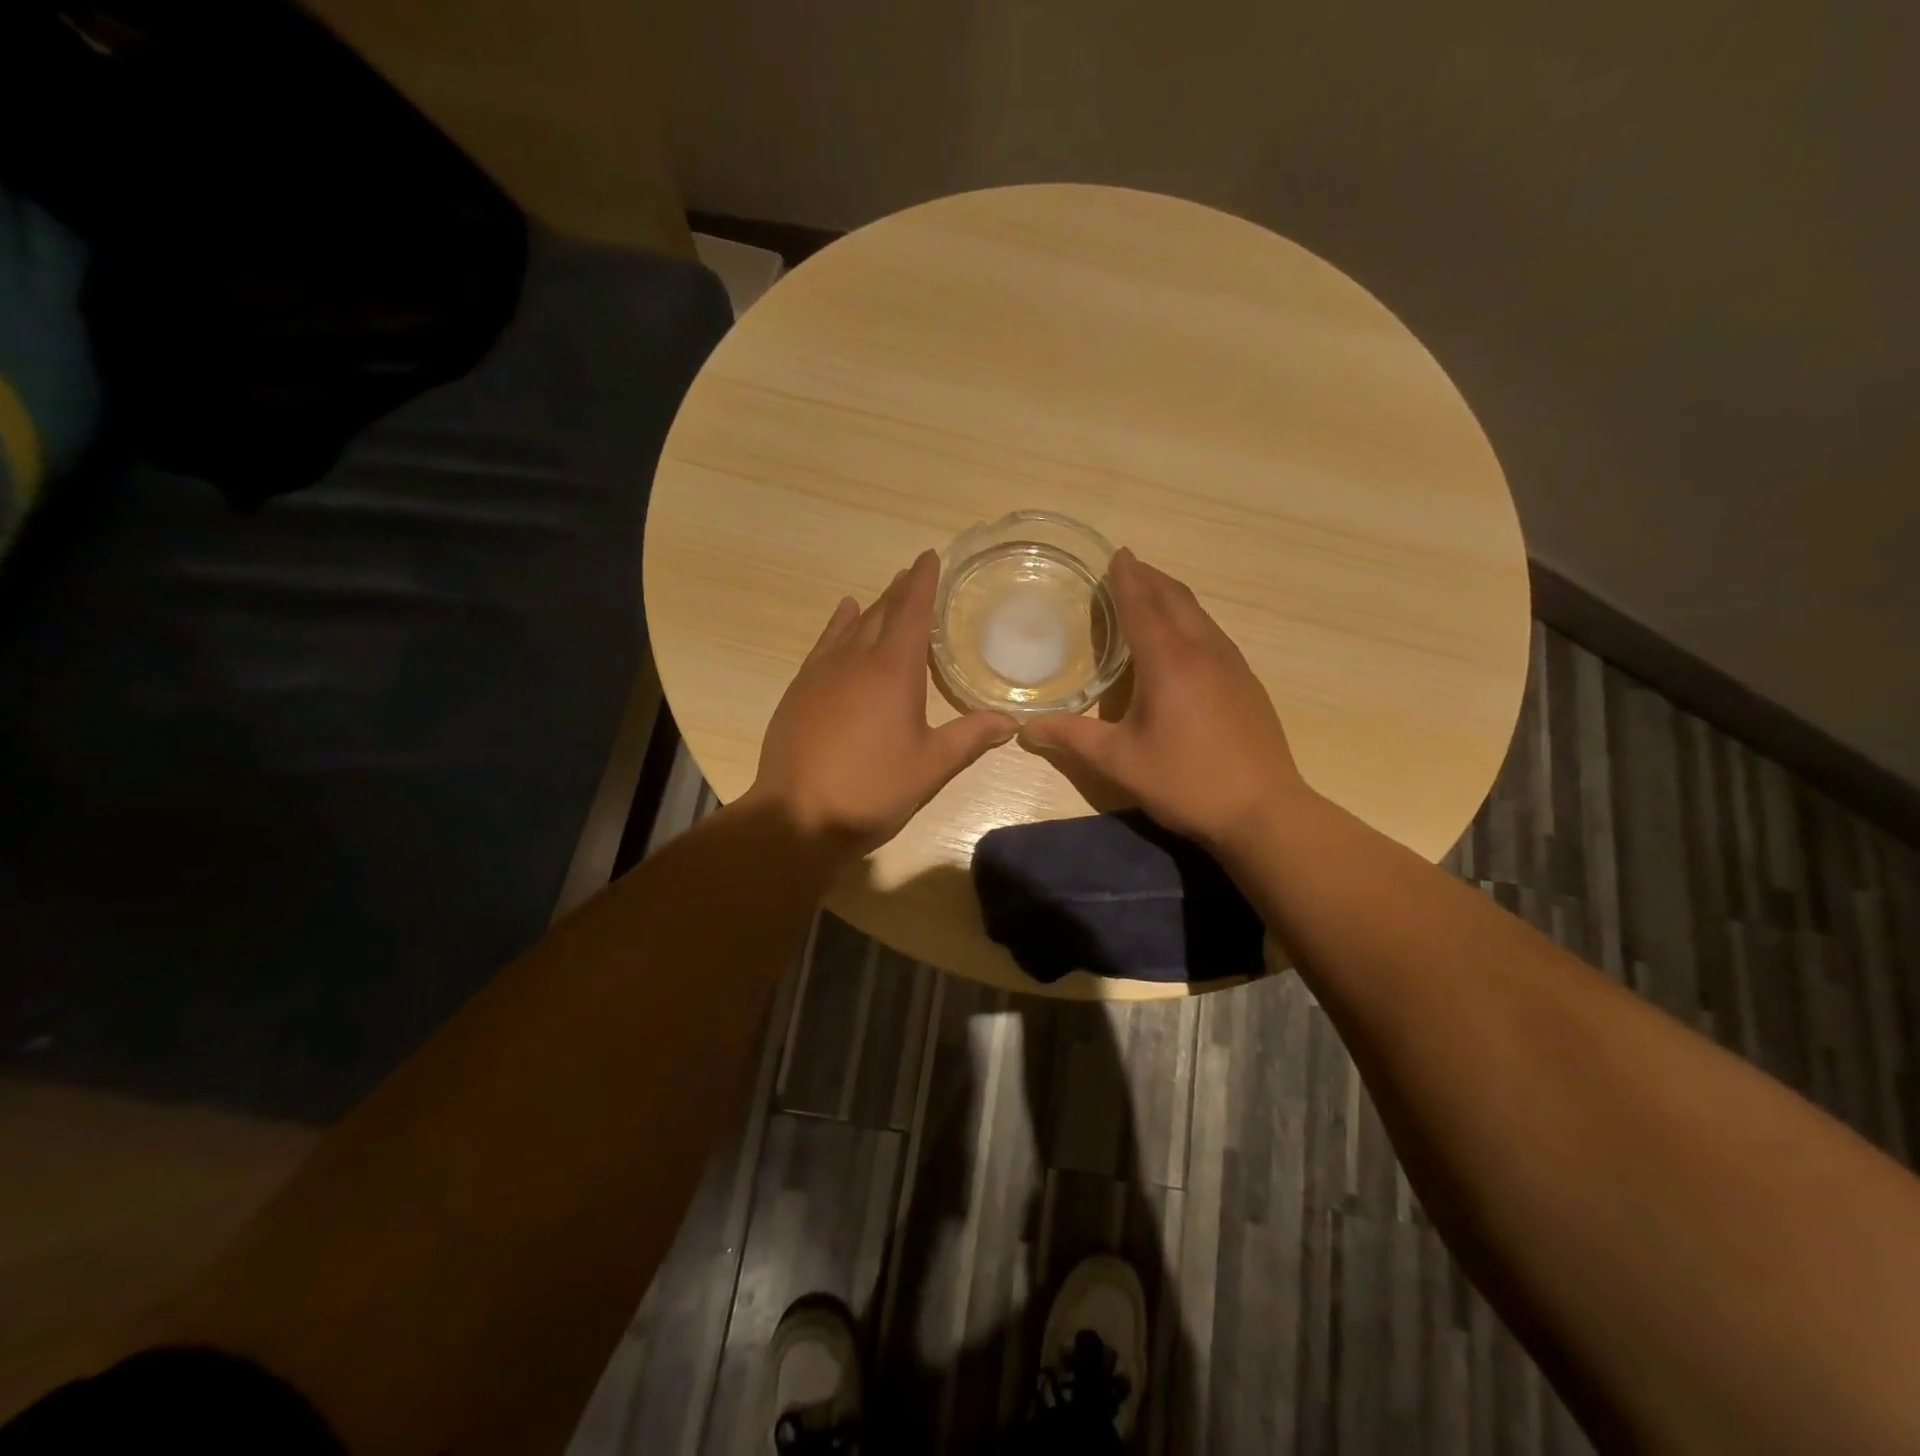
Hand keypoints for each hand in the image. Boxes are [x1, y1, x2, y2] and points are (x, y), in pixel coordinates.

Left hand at [747, 550, 1016, 859]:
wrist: (798, 815)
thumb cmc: (872, 788)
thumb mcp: (930, 766)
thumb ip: (970, 738)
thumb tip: (1012, 721)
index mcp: (894, 670)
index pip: (912, 611)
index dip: (923, 582)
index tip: (929, 556)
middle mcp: (856, 659)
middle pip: (882, 613)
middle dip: (900, 591)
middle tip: (914, 573)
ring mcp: (822, 672)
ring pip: (851, 626)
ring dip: (872, 607)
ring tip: (885, 593)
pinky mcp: (800, 689)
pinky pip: (824, 644)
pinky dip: (838, 625)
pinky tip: (843, 617)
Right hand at [1019, 548, 1309, 851]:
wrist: (1263, 809)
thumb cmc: (1185, 781)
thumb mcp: (1120, 762)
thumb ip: (1072, 738)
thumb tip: (1026, 728)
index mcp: (1168, 662)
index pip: (1143, 606)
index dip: (1126, 579)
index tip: (1115, 554)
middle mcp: (1203, 651)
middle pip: (1175, 599)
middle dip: (1149, 578)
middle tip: (1127, 565)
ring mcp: (1232, 664)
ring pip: (1198, 614)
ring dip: (1172, 596)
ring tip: (1151, 591)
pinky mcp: (1246, 681)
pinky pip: (1213, 633)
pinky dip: (1190, 619)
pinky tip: (1182, 638)